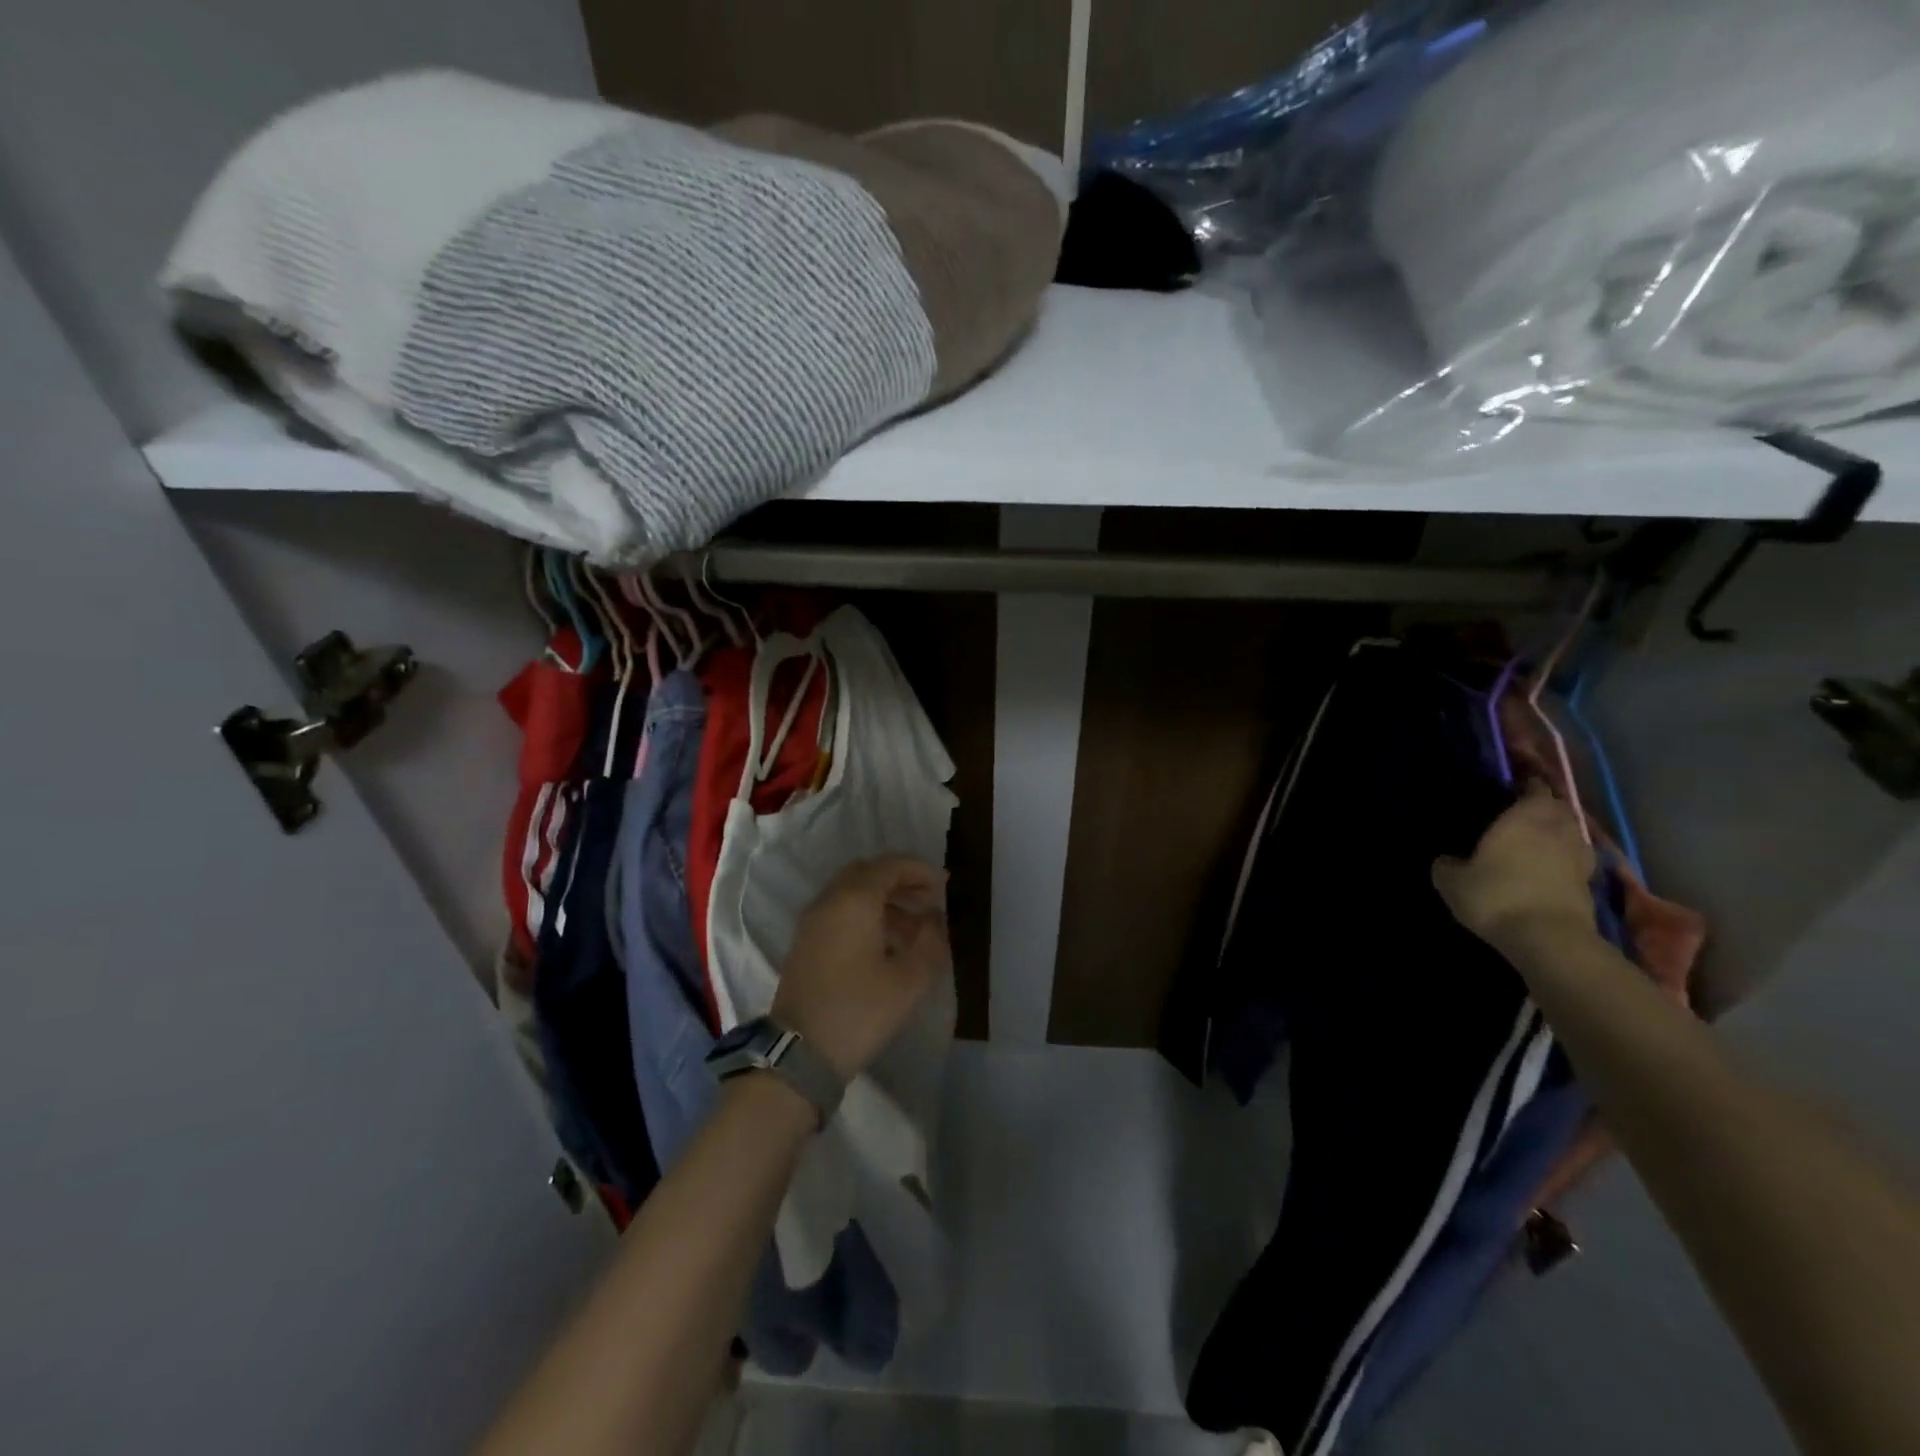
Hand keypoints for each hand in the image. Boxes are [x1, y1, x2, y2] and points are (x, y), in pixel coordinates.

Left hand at [772, 857, 950, 1081]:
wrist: (800, 1052)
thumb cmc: (859, 1011)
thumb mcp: (909, 980)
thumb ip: (930, 942)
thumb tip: (935, 919)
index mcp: (854, 900)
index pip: (890, 866)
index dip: (920, 870)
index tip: (945, 884)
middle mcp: (830, 901)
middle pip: (868, 873)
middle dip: (901, 881)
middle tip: (928, 899)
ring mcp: (813, 921)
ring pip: (852, 893)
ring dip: (884, 900)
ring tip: (914, 928)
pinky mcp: (806, 942)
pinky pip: (840, 912)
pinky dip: (865, 914)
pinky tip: (886, 944)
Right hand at [1432, 782, 1597, 952]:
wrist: (1547, 939)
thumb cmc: (1495, 897)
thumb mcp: (1452, 881)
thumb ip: (1447, 864)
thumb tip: (1447, 860)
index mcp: (1523, 819)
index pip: (1534, 790)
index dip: (1526, 786)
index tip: (1513, 786)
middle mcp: (1556, 830)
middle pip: (1560, 808)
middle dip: (1546, 806)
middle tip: (1525, 811)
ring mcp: (1578, 857)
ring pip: (1574, 833)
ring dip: (1561, 830)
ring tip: (1541, 837)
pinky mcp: (1590, 884)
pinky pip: (1579, 859)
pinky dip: (1568, 857)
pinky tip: (1552, 866)